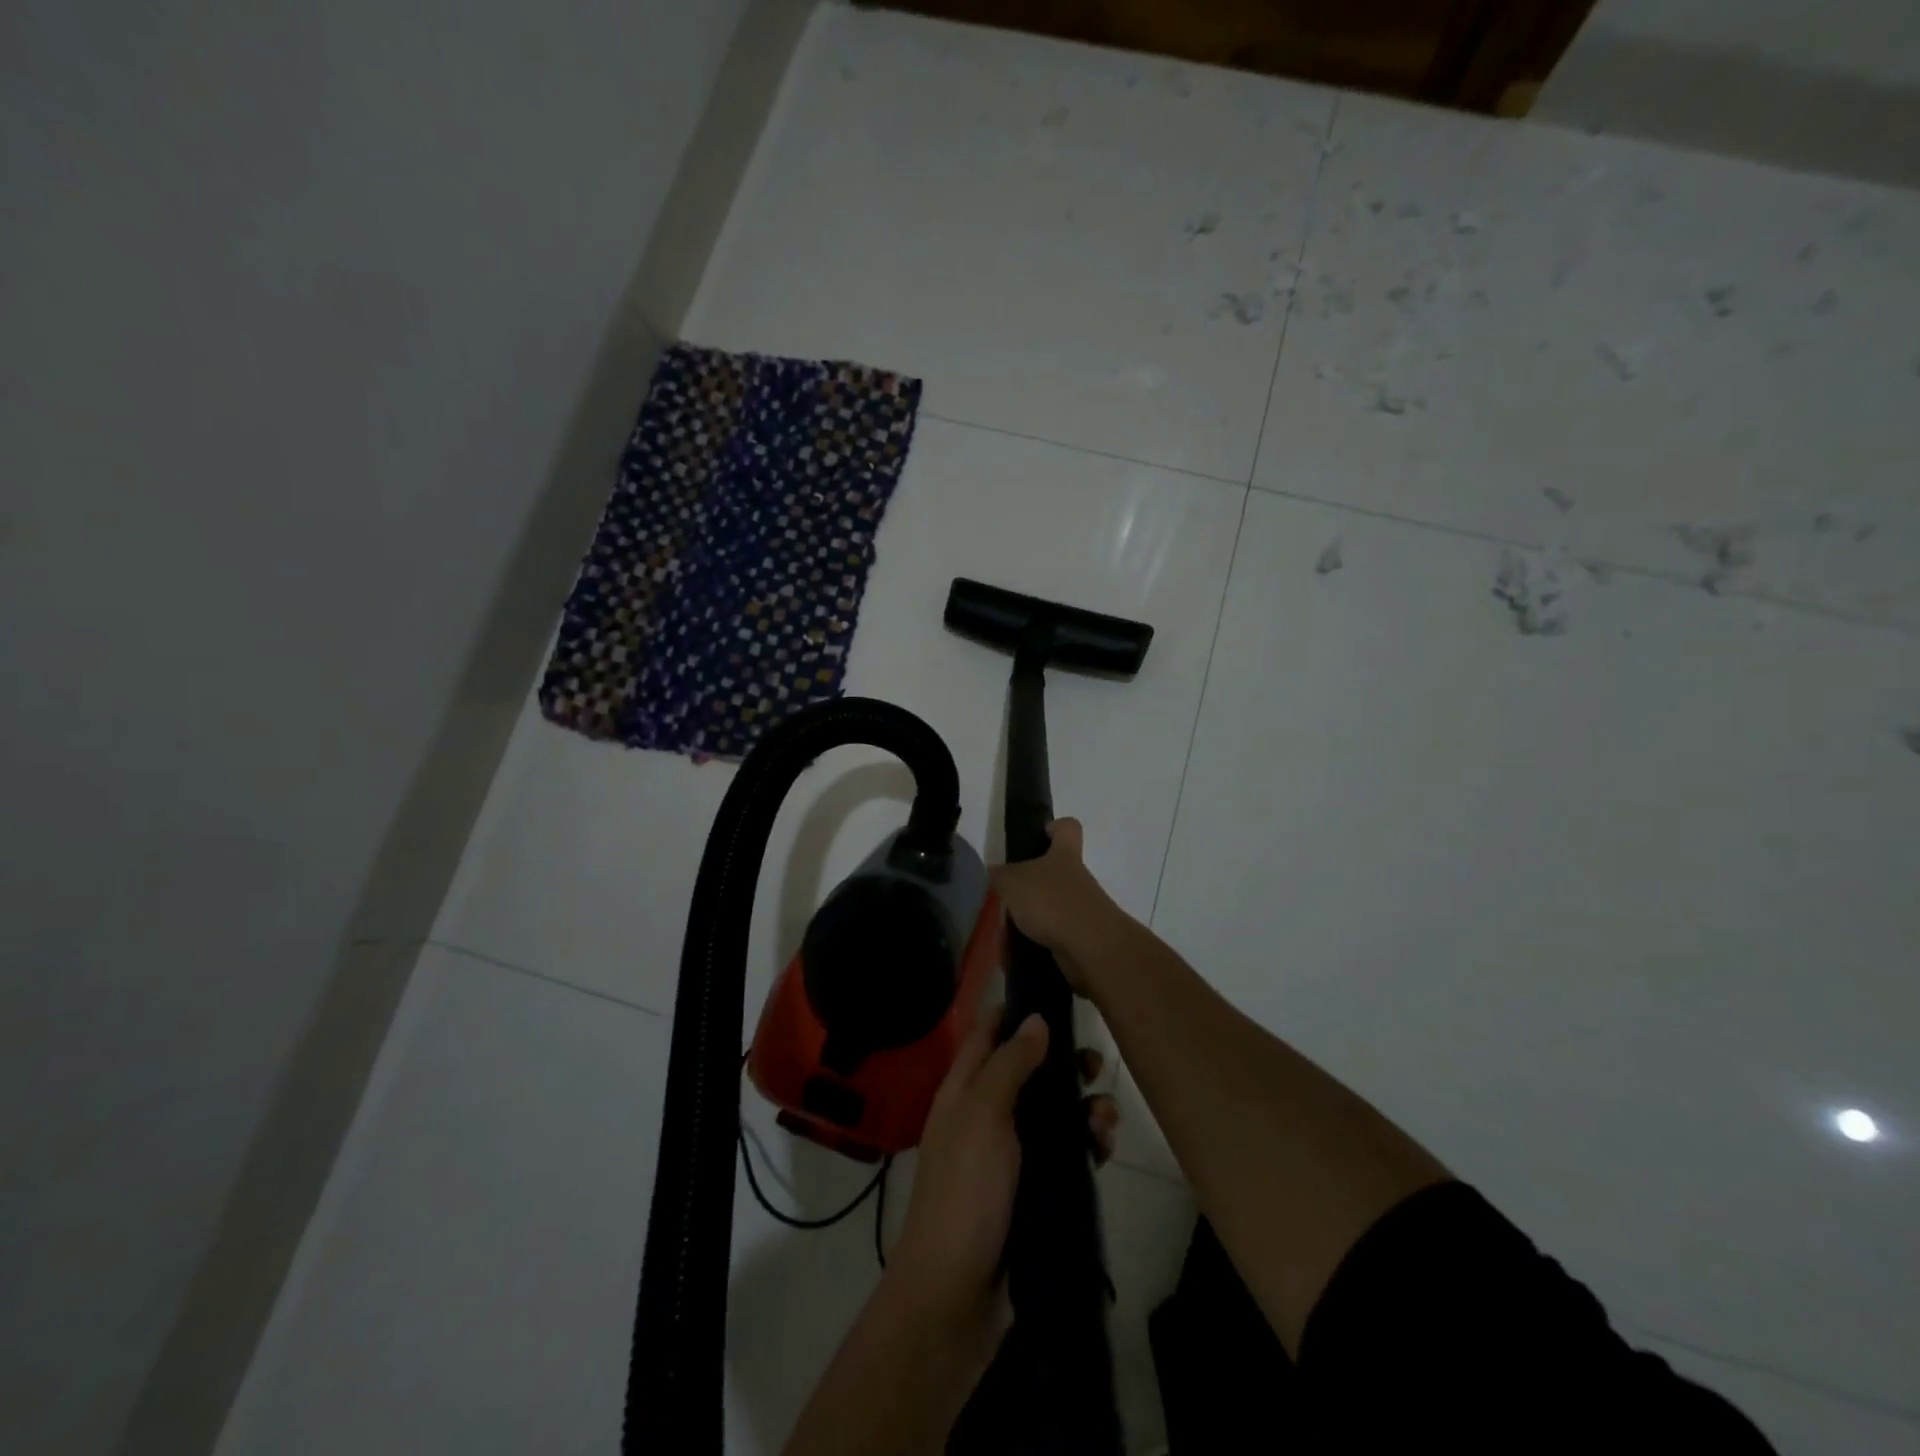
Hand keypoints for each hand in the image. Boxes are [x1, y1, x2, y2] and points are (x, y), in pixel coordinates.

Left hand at [887, 1007, 1121, 1337]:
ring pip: (1051, 1114)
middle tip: (1096, 1063)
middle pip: (1027, 1072)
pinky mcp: (1032, 1191)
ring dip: (1082, 1108)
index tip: (1055, 994)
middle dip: (1062, 1063)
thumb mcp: (984, 1115)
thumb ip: (1009, 1065)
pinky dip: (1085, 1145)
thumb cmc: (965, 1193)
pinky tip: (1105, 1148)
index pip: (987, 1034)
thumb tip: (1036, 1018)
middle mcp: (985, 1116)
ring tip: (1108, 1117)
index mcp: (963, 1091)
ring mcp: (1008, 1156)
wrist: (956, 1296)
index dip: (1014, 1011)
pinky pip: (1064, 1155)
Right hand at [989, 819, 1132, 994]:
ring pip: (1051, 905)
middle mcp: (1077, 878)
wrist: (1090, 948)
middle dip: (1030, 884)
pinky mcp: (1081, 937)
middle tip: (1007, 894)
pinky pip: (1053, 935)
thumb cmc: (1051, 902)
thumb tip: (995, 873)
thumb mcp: (1013, 882)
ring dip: (1030, 917)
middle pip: (1056, 871)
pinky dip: (1035, 942)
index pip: (1067, 828)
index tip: (1039, 835)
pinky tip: (1016, 952)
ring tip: (1006, 931)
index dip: (1054, 827)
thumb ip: (1001, 875)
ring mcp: (1082, 908)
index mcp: (1064, 855)